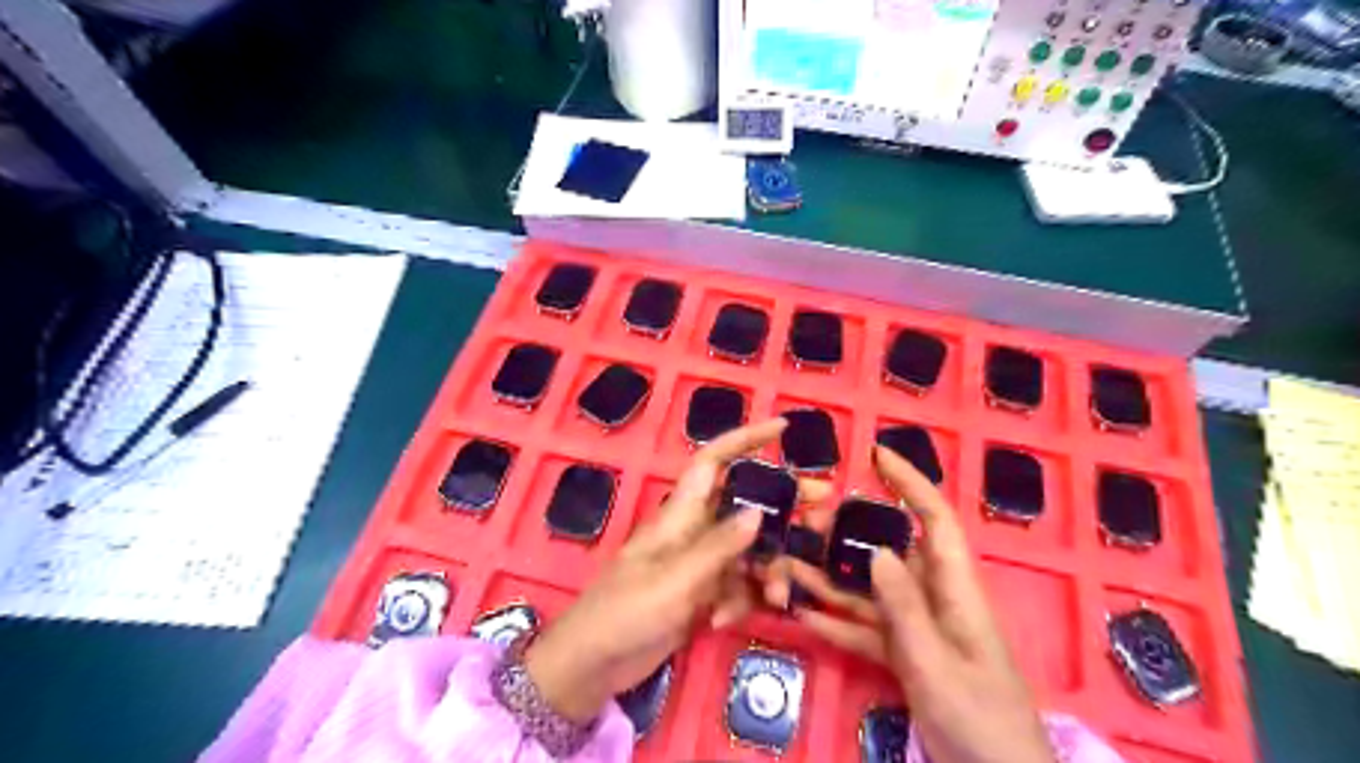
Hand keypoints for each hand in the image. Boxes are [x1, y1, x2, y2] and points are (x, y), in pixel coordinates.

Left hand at [522, 419, 828, 723]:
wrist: (592, 666)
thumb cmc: (625, 612)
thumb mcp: (675, 580)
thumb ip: (718, 547)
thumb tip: (759, 513)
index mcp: (681, 514)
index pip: (714, 462)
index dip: (745, 439)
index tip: (782, 429)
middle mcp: (694, 532)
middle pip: (746, 505)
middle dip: (783, 508)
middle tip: (825, 512)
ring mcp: (699, 565)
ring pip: (748, 552)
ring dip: (766, 571)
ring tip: (779, 596)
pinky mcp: (701, 595)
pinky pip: (737, 587)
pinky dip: (740, 602)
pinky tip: (723, 623)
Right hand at [762, 450, 1050, 761]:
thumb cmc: (980, 722)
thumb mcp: (937, 667)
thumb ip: (905, 610)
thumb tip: (876, 550)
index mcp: (955, 592)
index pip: (935, 520)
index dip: (910, 483)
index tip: (876, 454)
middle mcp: (935, 600)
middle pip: (889, 551)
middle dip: (848, 533)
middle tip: (805, 524)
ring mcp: (918, 630)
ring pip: (870, 591)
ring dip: (831, 578)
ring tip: (788, 563)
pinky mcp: (906, 657)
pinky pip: (866, 630)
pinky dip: (837, 622)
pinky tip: (803, 615)